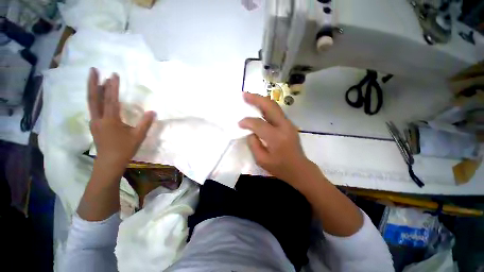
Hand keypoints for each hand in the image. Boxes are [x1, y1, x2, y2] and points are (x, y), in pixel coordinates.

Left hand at [88, 68, 154, 169]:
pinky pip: (94, 109)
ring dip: (93, 90)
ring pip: (92, 103)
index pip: (111, 99)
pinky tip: (99, 98)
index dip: (113, 86)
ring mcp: (95, 122)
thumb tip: (153, 111)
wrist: (109, 162)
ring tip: (96, 80)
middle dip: (93, 82)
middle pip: (93, 97)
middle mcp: (99, 118)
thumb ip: (145, 123)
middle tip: (93, 69)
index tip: (114, 74)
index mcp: (110, 120)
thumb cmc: (124, 149)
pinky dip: (96, 100)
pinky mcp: (95, 126)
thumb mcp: (138, 136)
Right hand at [239, 92, 312, 187]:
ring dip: (261, 100)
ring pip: (274, 106)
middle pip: (269, 107)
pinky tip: (259, 106)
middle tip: (244, 94)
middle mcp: (284, 127)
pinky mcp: (289, 124)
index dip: (247, 122)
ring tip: (250, 97)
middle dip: (256, 99)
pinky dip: (266, 106)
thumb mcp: (262, 160)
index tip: (239, 123)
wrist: (299, 168)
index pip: (258, 124)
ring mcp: (288, 124)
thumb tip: (250, 131)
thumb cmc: (280, 167)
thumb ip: (253, 144)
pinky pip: (276, 111)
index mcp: (276, 138)